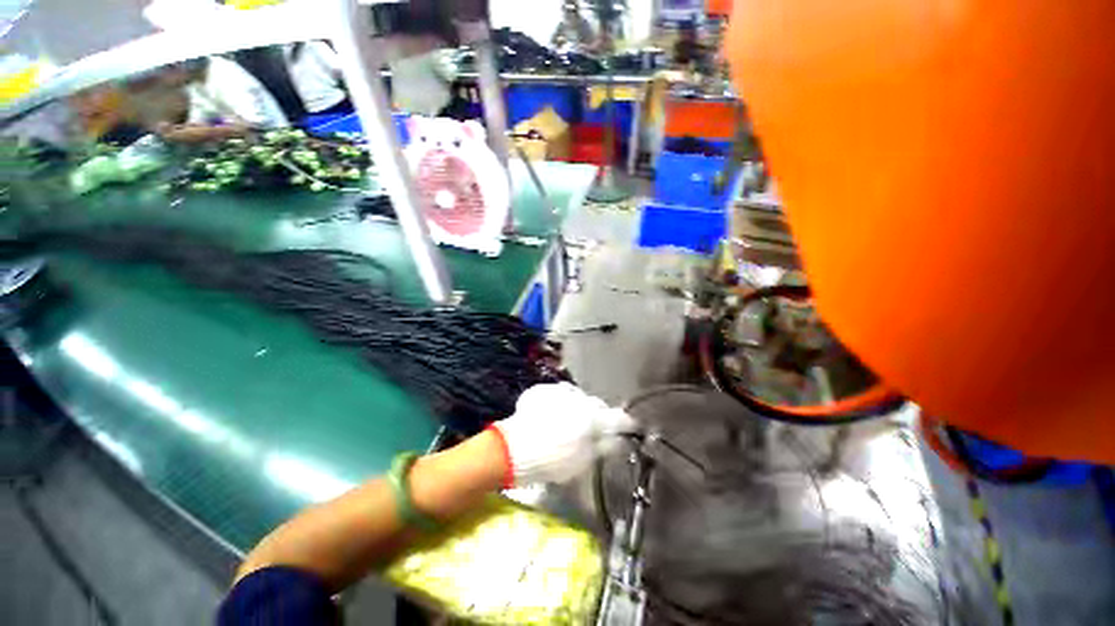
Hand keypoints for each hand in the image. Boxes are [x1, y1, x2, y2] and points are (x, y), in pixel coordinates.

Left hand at [490, 383, 636, 486]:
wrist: (513, 448)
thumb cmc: (551, 460)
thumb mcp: (582, 461)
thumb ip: (603, 447)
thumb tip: (619, 440)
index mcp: (593, 418)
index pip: (618, 418)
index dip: (627, 424)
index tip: (631, 428)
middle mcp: (580, 399)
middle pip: (597, 405)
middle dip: (599, 415)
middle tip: (595, 430)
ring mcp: (560, 391)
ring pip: (579, 397)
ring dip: (580, 407)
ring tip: (571, 421)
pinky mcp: (544, 390)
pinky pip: (560, 395)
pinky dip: (562, 403)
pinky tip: (553, 415)